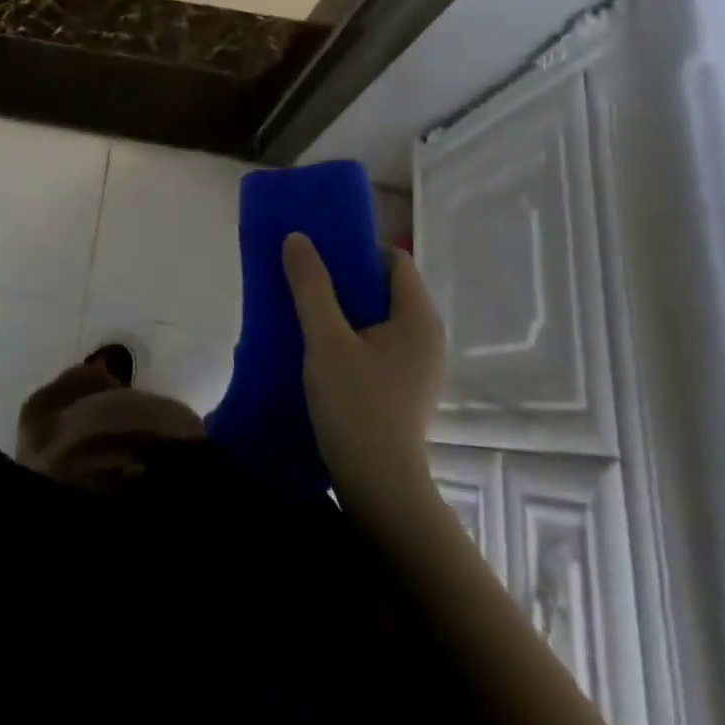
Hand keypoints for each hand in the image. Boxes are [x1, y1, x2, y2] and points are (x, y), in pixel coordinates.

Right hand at [283, 235, 444, 529]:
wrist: (379, 487)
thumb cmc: (357, 406)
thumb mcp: (325, 340)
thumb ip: (311, 285)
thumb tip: (297, 237)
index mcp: (418, 318)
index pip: (394, 259)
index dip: (357, 248)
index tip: (318, 251)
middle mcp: (426, 336)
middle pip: (385, 286)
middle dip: (344, 275)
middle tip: (302, 273)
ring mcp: (417, 364)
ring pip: (377, 315)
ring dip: (342, 305)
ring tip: (303, 304)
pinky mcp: (402, 385)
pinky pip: (375, 340)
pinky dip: (349, 332)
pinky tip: (317, 342)